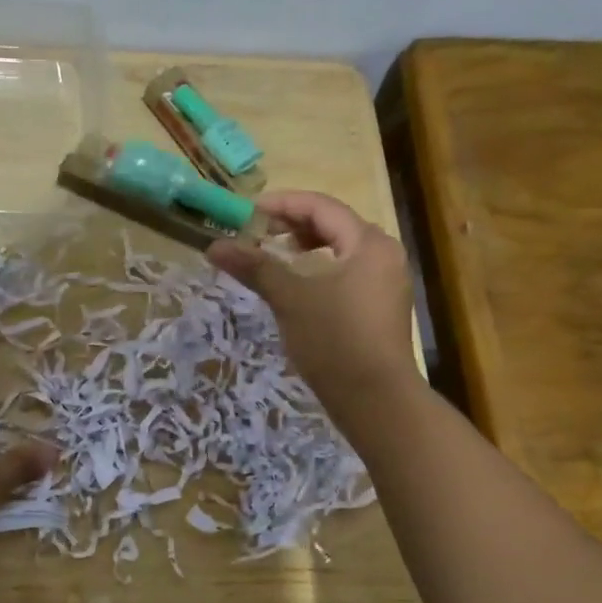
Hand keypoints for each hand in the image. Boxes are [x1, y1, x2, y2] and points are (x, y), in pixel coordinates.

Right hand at [206, 191, 419, 423]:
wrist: (375, 399)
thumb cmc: (333, 339)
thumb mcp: (289, 298)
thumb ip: (254, 266)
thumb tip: (214, 245)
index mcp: (368, 242)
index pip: (321, 207)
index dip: (282, 203)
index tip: (247, 212)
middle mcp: (384, 254)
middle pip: (334, 223)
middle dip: (293, 222)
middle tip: (257, 231)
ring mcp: (387, 281)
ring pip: (342, 248)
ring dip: (307, 244)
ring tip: (276, 252)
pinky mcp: (381, 306)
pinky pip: (348, 270)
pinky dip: (321, 266)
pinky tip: (300, 283)